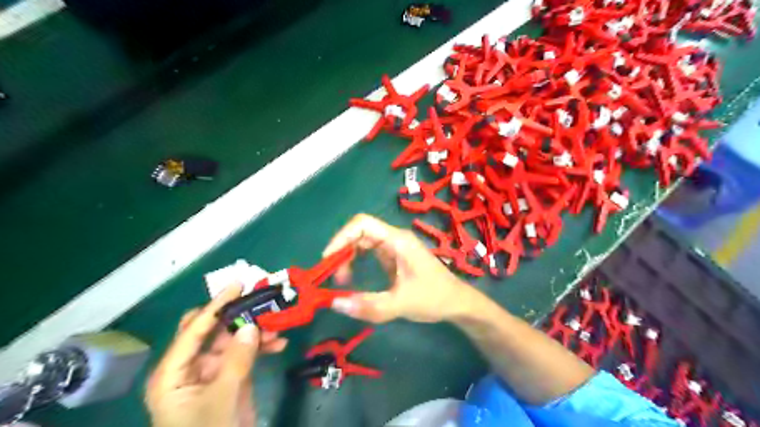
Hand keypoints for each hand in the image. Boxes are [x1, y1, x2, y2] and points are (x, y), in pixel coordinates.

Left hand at [144, 283, 287, 425]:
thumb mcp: (222, 397)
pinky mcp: (229, 379)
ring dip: (254, 332)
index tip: (238, 285)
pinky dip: (260, 348)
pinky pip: (244, 354)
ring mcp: (211, 372)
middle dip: (236, 316)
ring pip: (232, 340)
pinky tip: (278, 344)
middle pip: (212, 330)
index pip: (194, 330)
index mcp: (173, 372)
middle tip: (259, 301)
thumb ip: (237, 359)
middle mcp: (190, 367)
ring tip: (276, 326)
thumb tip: (252, 325)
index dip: (216, 306)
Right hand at [323, 214, 472, 323]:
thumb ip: (369, 305)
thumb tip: (334, 303)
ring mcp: (394, 248)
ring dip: (348, 258)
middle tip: (333, 277)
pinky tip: (352, 280)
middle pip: (359, 233)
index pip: (362, 224)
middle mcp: (394, 239)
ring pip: (362, 243)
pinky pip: (369, 254)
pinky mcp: (394, 258)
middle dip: (342, 251)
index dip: (341, 237)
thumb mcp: (401, 304)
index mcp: (398, 240)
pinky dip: (356, 263)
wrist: (458, 303)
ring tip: (342, 282)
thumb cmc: (434, 298)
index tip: (328, 259)